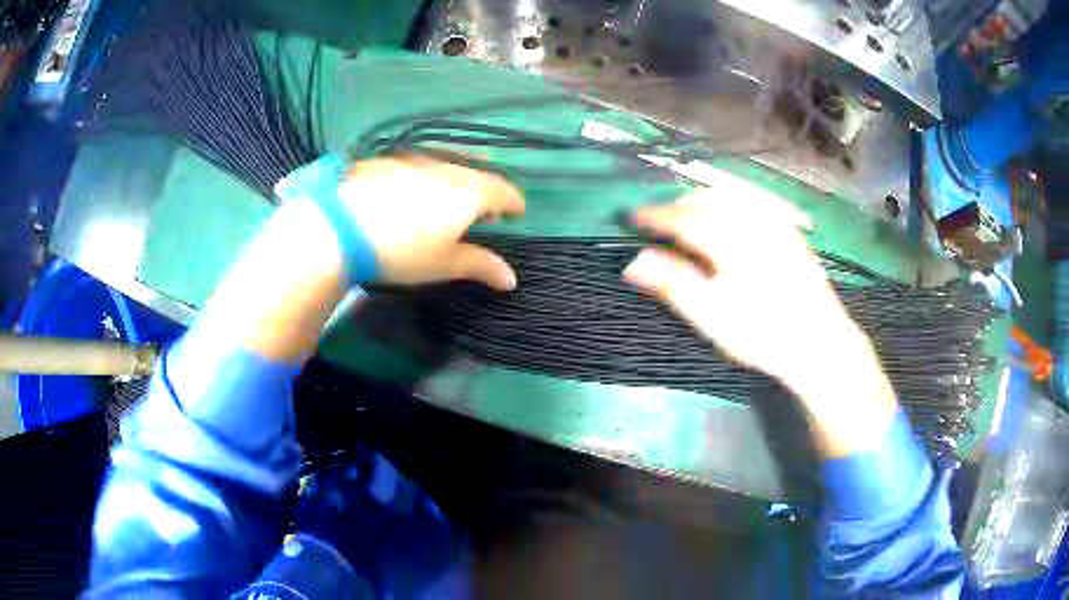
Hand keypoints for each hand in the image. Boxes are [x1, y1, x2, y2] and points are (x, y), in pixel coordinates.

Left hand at [339, 156, 525, 289]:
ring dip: (458, 177)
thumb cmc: (401, 250)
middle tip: (483, 210)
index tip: (516, 214)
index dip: (514, 203)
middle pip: (479, 171)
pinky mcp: (388, 158)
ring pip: (449, 161)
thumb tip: (512, 278)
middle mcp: (448, 167)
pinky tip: (411, 188)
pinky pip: (419, 160)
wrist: (339, 227)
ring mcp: (416, 158)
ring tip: (449, 197)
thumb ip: (480, 265)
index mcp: (470, 191)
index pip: (505, 190)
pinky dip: (428, 172)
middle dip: (487, 189)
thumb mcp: (443, 264)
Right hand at [623, 176, 896, 456]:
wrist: (819, 342)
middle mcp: (752, 220)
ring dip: (702, 202)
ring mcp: (774, 222)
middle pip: (706, 200)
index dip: (654, 216)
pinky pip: (752, 203)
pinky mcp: (789, 230)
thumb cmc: (762, 333)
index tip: (632, 217)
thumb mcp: (713, 316)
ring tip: (688, 219)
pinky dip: (729, 204)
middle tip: (659, 223)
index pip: (682, 217)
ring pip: (730, 197)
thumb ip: (673, 284)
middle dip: (678, 206)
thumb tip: (633, 262)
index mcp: (729, 238)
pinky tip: (727, 220)